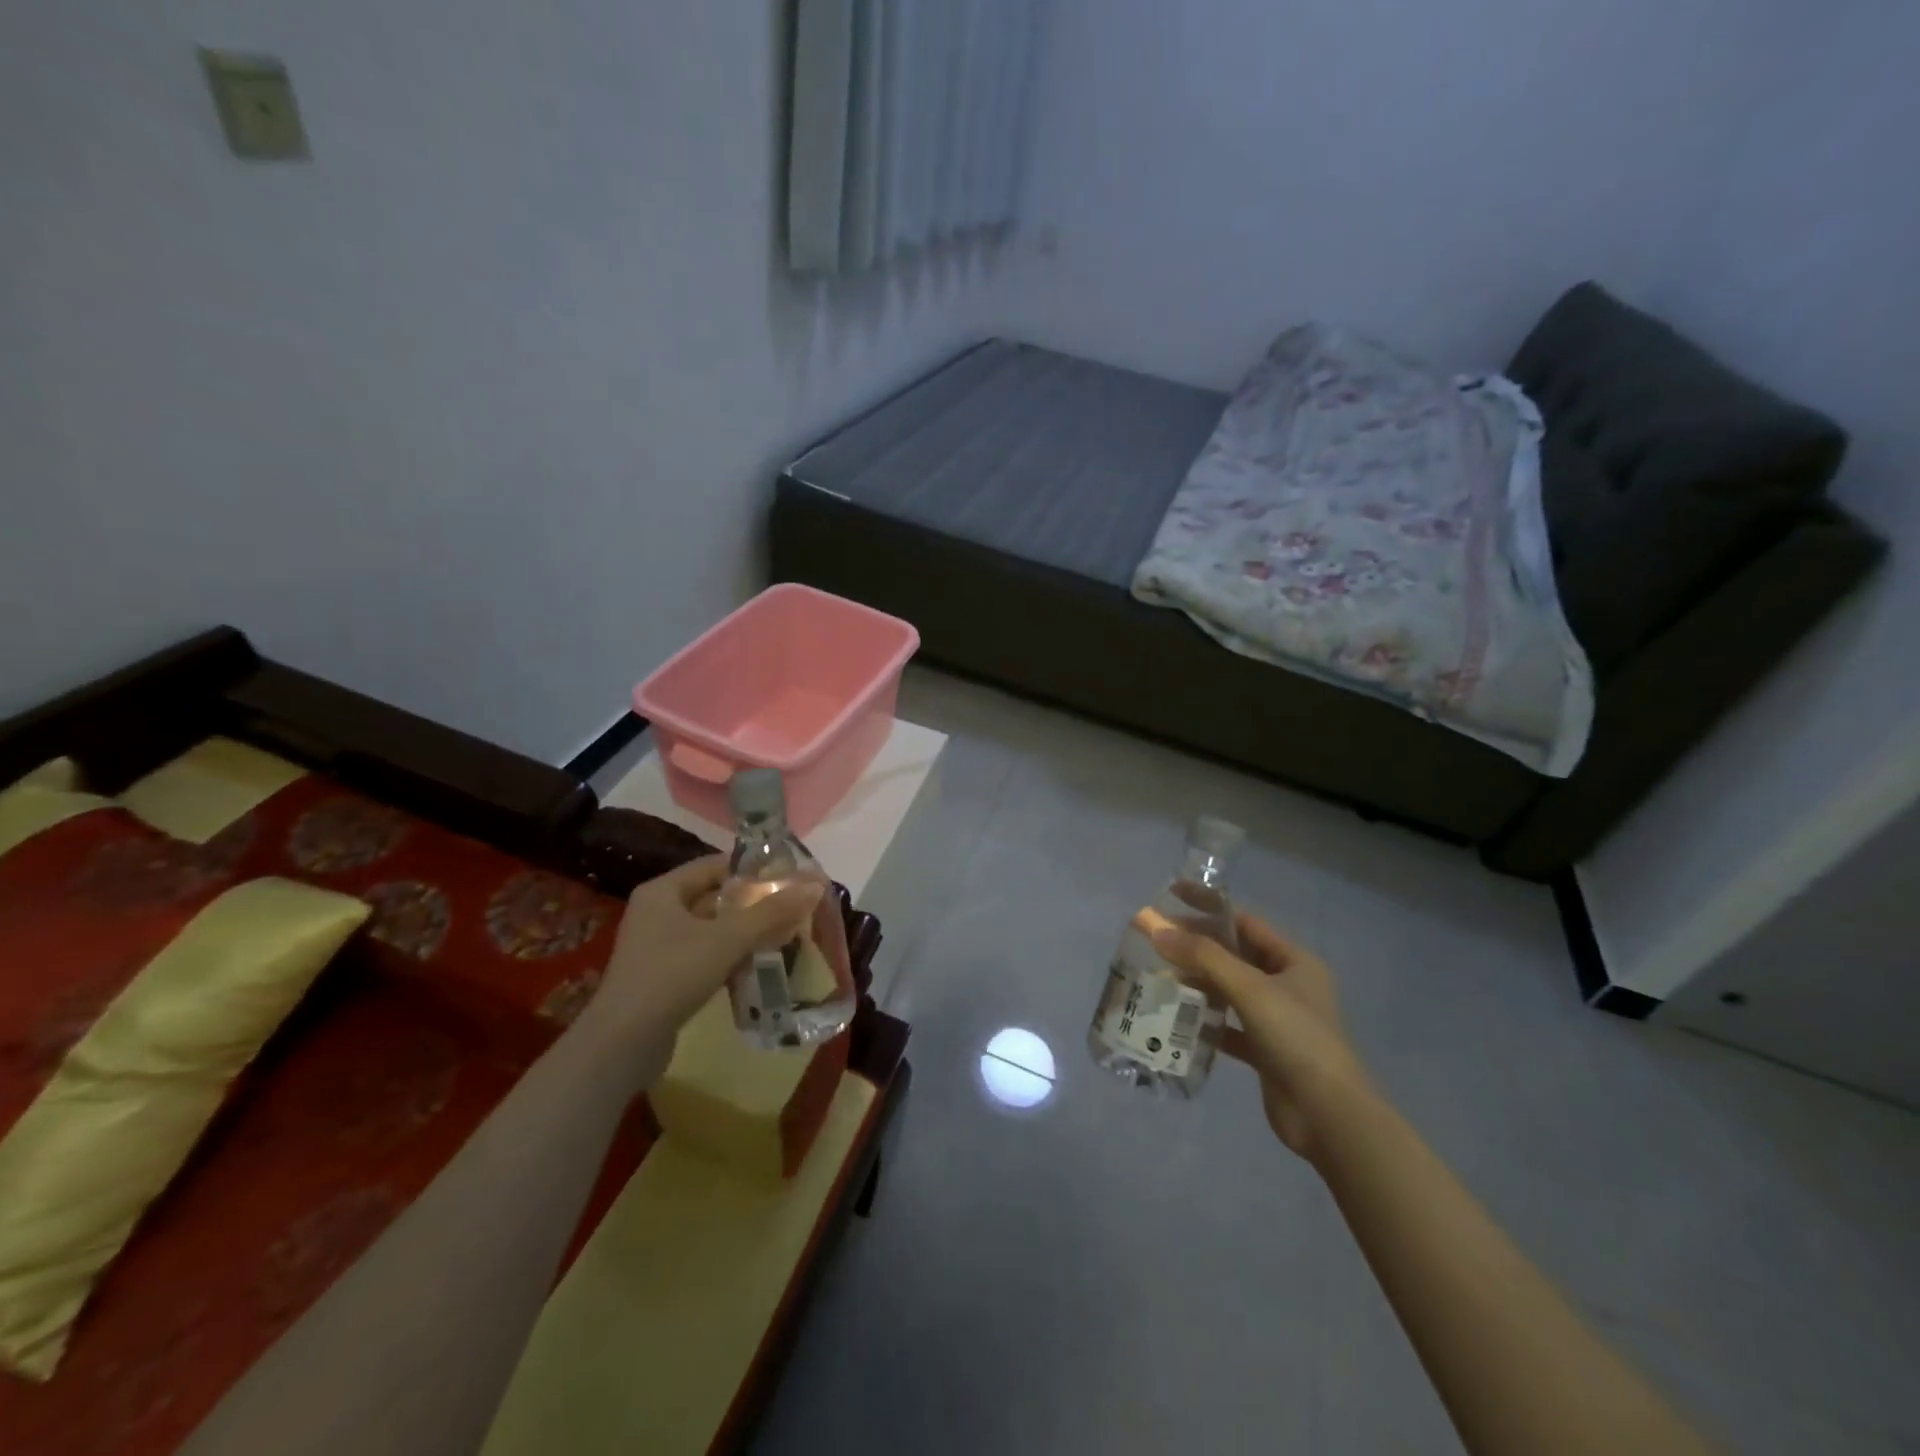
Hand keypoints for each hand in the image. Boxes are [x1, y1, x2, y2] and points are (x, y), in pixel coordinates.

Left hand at [581, 856, 823, 1062]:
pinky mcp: (664, 976)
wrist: (622, 1045)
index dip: (754, 869)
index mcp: (664, 891)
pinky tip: (761, 965)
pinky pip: (706, 955)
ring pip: (713, 929)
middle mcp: (658, 911)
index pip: (716, 865)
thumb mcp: (727, 939)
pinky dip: (732, 956)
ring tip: (786, 935)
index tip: (790, 877)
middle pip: (716, 897)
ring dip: (747, 932)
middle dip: (755, 903)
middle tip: (794, 907)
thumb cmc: (672, 976)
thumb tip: (816, 885)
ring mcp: (659, 946)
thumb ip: (771, 911)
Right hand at [1148, 911, 1370, 1160]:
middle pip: (1233, 955)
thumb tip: (1156, 928)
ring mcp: (1276, 1019)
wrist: (1328, 1116)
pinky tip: (1175, 1019)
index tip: (1170, 896)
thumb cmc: (1296, 1038)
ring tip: (1157, 976)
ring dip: (1196, 983)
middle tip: (1155, 941)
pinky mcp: (1264, 1051)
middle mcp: (1286, 985)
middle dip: (1196, 947)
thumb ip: (1203, 956)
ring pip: (1228, 991)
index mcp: (1294, 961)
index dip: (1208, 907)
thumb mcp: (1250, 989)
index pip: (1244, 921)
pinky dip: (1204, 1021)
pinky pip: (1227, 1026)